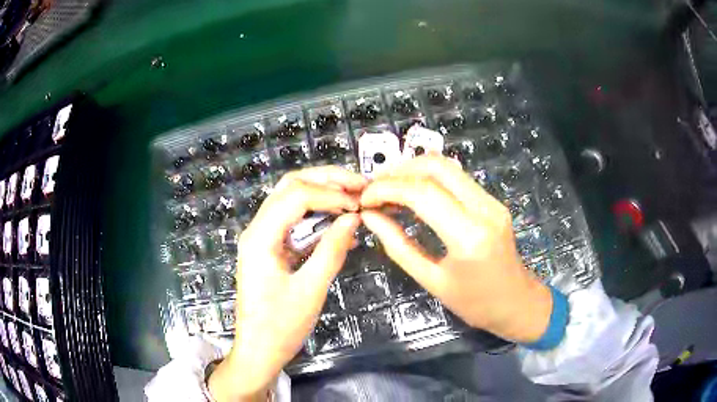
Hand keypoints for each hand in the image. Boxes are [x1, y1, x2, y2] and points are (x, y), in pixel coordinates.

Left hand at [208, 167, 366, 401]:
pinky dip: (316, 212)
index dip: (331, 193)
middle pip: (290, 186)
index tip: (360, 203)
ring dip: (322, 191)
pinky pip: (293, 219)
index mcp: (260, 237)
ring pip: (290, 198)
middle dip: (326, 180)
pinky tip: (338, 217)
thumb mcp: (310, 290)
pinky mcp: (270, 248)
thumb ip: (332, 250)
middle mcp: (257, 229)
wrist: (258, 350)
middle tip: (359, 184)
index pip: (296, 196)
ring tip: (353, 194)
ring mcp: (262, 237)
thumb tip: (353, 218)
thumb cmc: (280, 327)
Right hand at [360, 156, 552, 342]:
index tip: (365, 199)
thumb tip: (371, 217)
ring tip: (388, 189)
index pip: (422, 193)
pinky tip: (413, 194)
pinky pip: (457, 178)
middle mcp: (484, 209)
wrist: (516, 302)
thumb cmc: (474, 303)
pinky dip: (429, 179)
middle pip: (436, 166)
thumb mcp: (431, 281)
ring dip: (413, 171)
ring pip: (447, 166)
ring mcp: (491, 201)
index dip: (387, 189)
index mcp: (469, 236)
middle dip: (399, 170)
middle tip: (375, 188)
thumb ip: (398, 245)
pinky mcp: (492, 201)